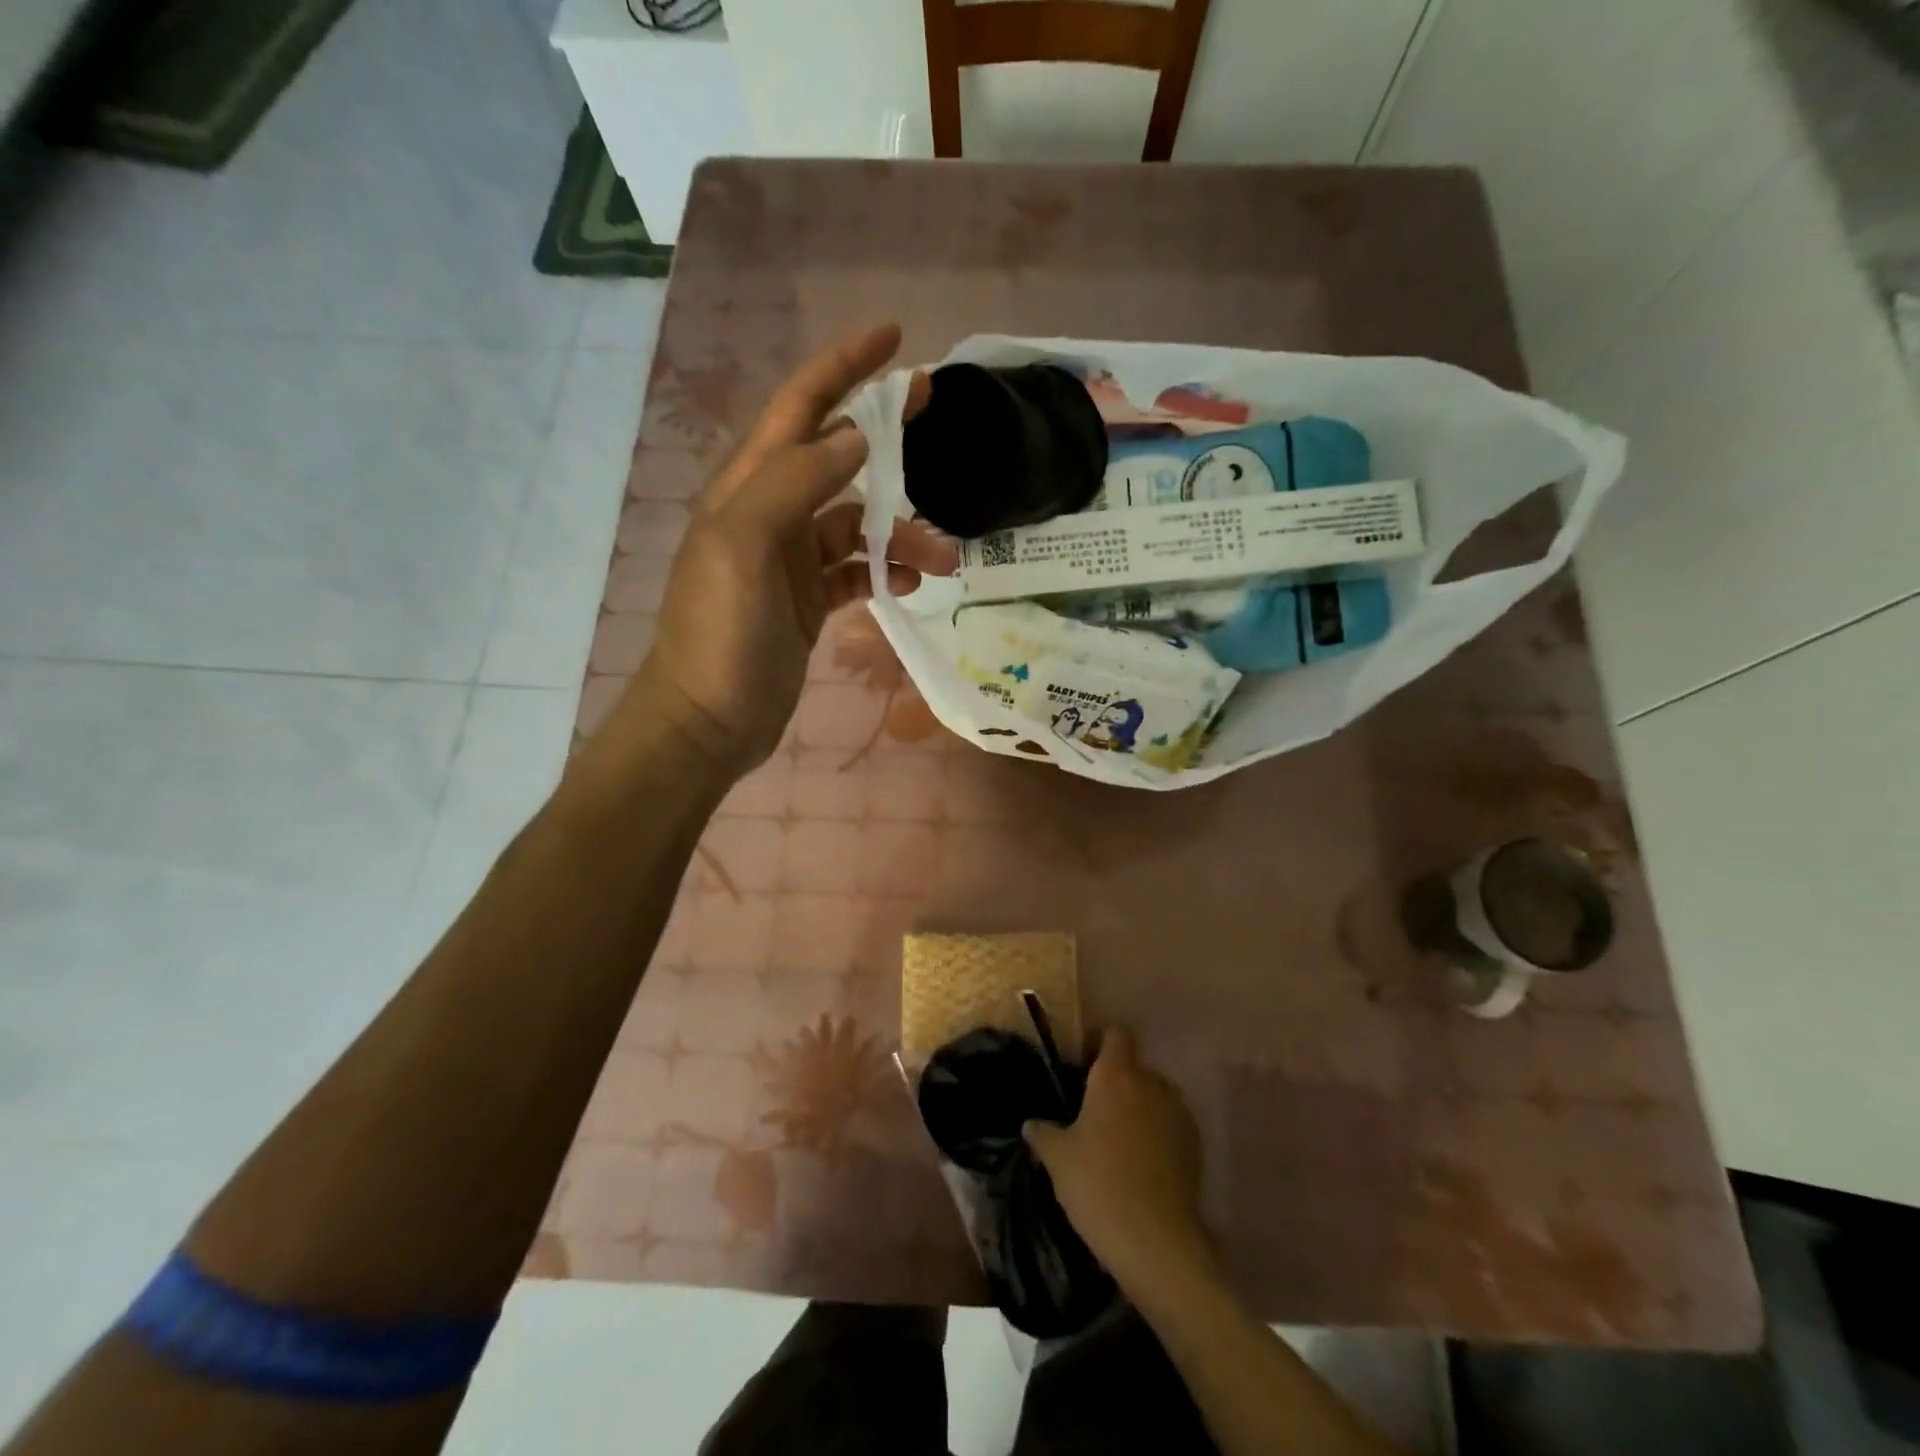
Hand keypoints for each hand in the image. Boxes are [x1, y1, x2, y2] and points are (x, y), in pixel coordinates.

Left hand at [637, 323, 949, 772]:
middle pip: (836, 455)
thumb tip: (853, 437)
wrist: (709, 720)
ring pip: (857, 524)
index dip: (843, 366)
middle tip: (936, 413)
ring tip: (944, 558)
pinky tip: (910, 583)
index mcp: (749, 487)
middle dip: (885, 434)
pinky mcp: (809, 601)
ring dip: (901, 531)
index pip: (800, 407)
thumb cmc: (721, 633)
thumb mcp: (744, 546)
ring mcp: (791, 560)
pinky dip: (886, 570)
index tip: (895, 339)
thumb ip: (795, 483)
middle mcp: (770, 513)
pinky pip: (857, 571)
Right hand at [1024, 1030, 1213, 1292]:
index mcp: (1116, 1075)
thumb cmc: (1098, 1185)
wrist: (1156, 1242)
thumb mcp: (1057, 1159)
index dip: (1100, 1044)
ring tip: (1119, 1140)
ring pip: (1156, 1096)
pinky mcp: (1196, 1146)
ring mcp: (1178, 1113)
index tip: (1083, 1065)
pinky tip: (1141, 1165)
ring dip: (1140, 1109)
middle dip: (1118, 1082)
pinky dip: (1159, 1135)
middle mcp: (1151, 1083)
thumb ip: (1043, 1133)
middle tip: (1094, 1111)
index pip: (1115, 1035)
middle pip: (1135, 1067)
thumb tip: (1031, 1123)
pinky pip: (1171, 1125)